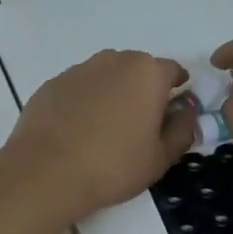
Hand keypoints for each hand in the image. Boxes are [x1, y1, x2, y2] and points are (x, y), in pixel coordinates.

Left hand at [4, 50, 194, 222]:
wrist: (46, 173)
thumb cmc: (114, 165)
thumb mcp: (161, 157)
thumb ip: (182, 129)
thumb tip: (186, 111)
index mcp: (147, 73)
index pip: (173, 71)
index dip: (176, 92)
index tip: (171, 116)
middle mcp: (114, 61)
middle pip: (138, 69)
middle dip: (143, 90)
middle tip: (139, 125)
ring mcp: (79, 69)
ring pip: (106, 76)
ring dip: (112, 93)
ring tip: (106, 129)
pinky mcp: (52, 84)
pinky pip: (79, 88)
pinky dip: (84, 102)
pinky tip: (78, 131)